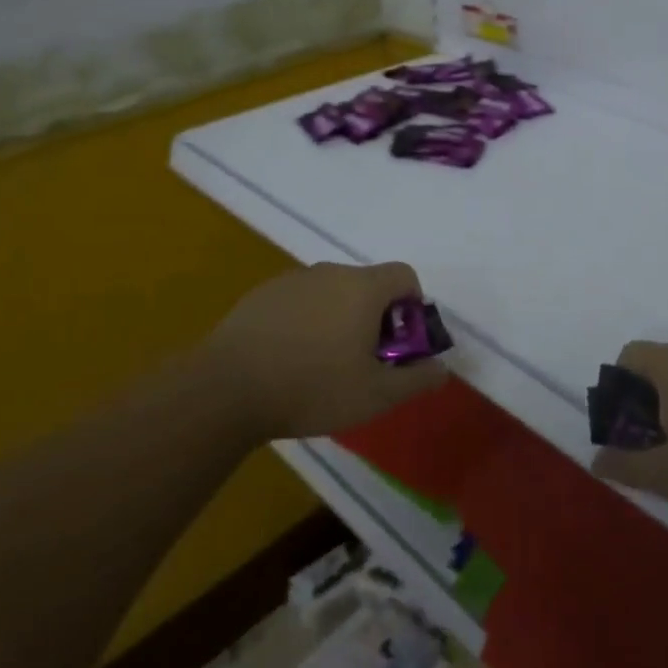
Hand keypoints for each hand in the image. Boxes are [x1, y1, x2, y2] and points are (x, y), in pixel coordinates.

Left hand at [202, 262, 449, 441]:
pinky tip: (288, 358)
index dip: (412, 307)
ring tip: (322, 364)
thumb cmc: (312, 387)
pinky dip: (306, 320)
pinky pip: (300, 300)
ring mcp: (293, 279)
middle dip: (375, 317)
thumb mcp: (375, 395)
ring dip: (339, 318)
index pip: (405, 275)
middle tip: (363, 361)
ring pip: (332, 292)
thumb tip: (441, 369)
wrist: (226, 389)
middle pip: (368, 284)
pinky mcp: (262, 294)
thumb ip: (417, 379)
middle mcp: (331, 272)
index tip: (398, 344)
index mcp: (363, 287)